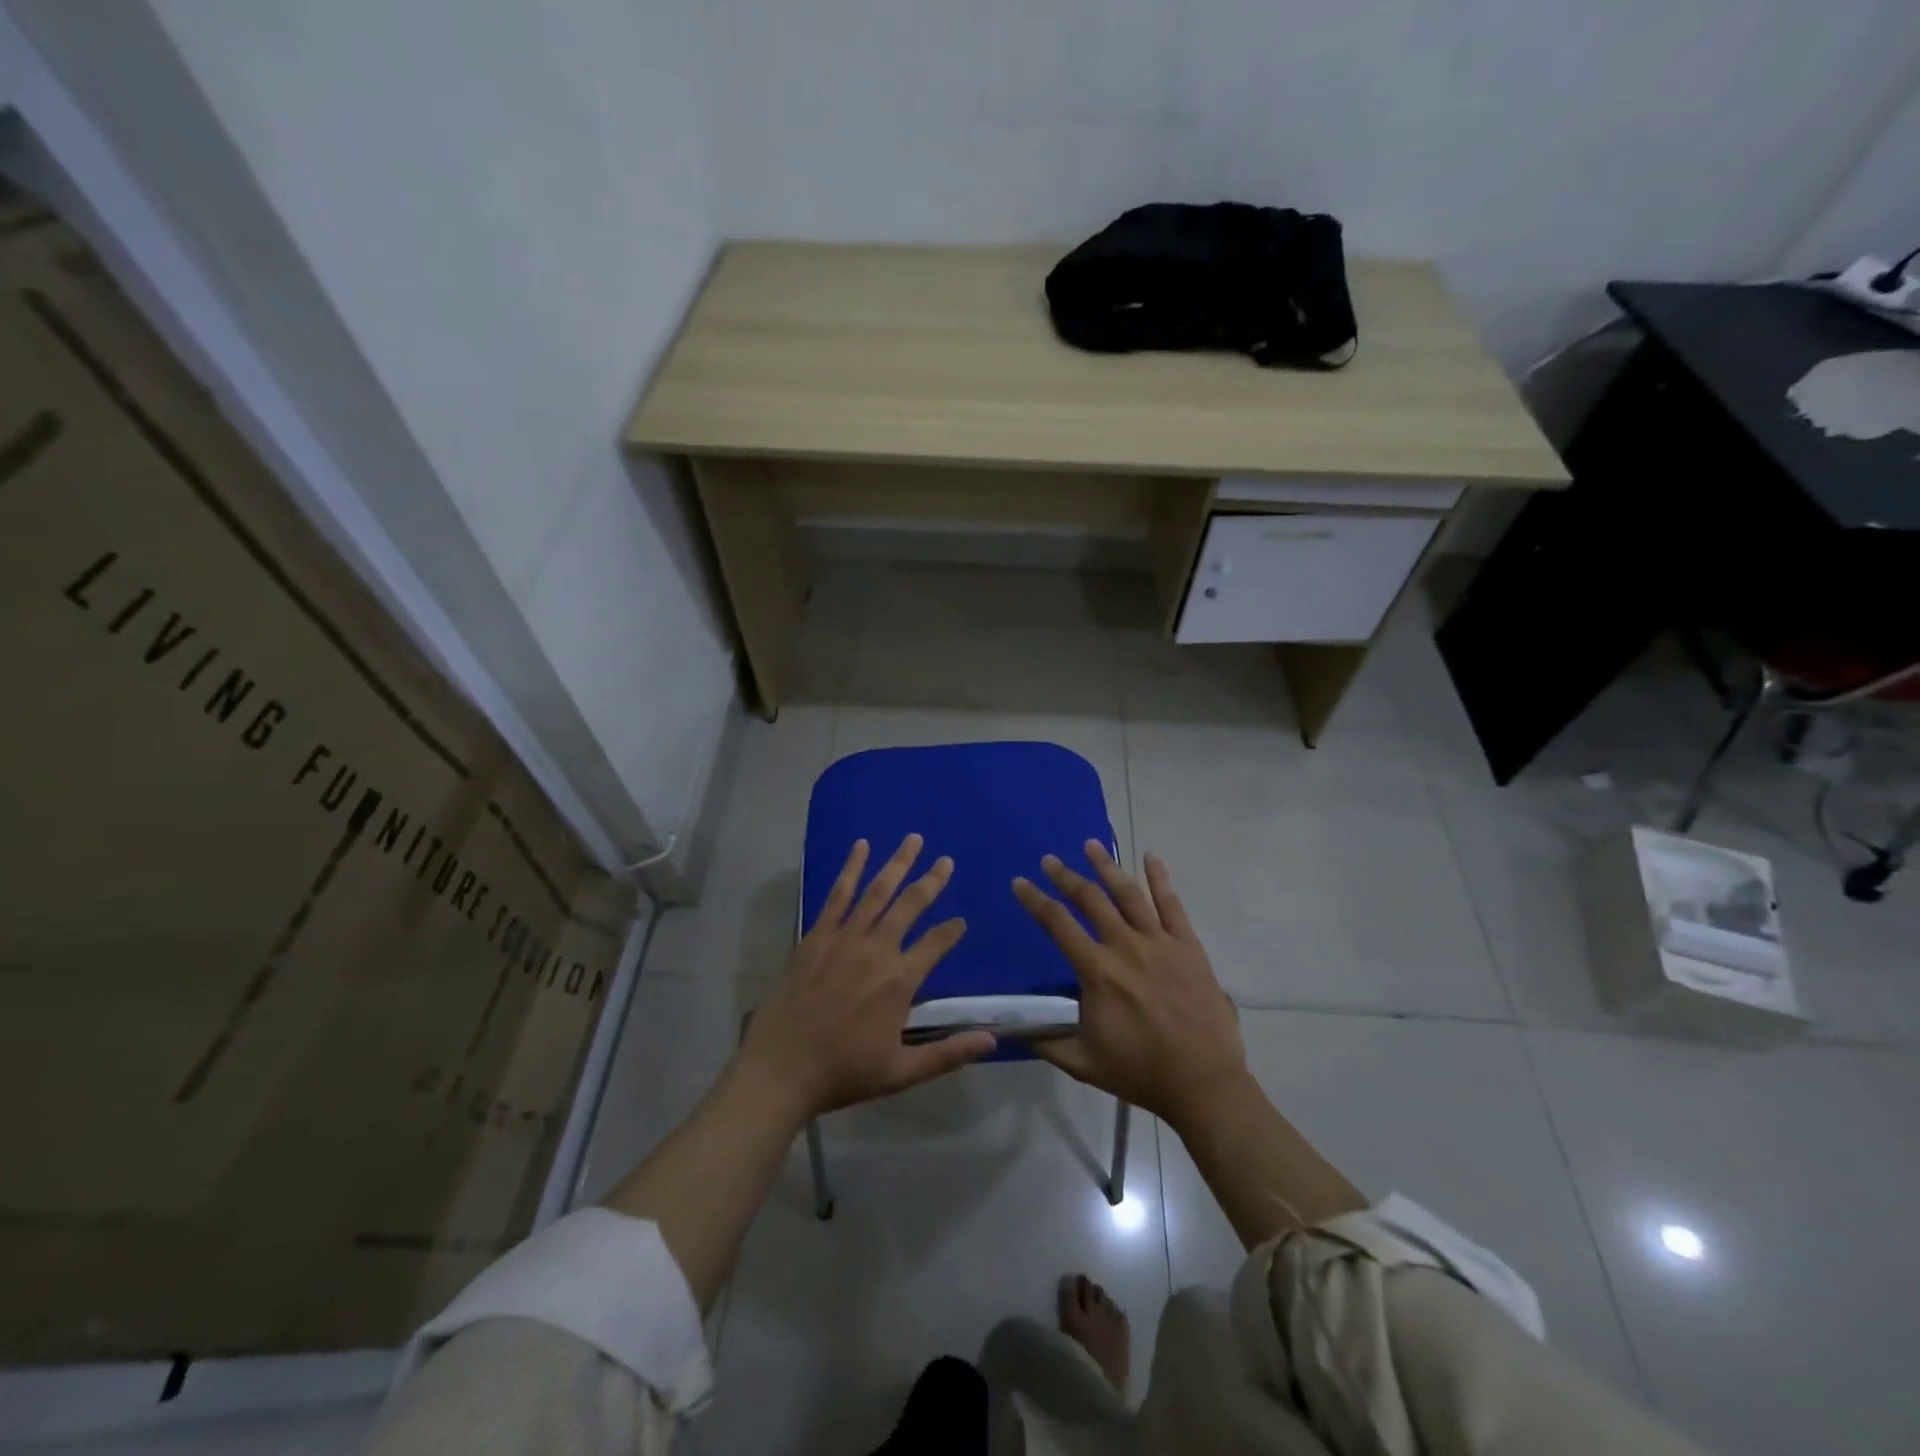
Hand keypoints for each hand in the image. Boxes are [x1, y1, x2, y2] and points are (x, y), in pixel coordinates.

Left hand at [738, 834, 994, 1122]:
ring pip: (878, 891)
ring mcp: (845, 938)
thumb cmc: (843, 1072)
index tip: (961, 923)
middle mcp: (877, 950)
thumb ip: (948, 1054)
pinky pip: (838, 895)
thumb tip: (992, 1042)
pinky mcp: (817, 935)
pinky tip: (861, 847)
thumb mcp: (901, 1072)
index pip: (936, 944)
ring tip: (913, 840)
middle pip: (910, 905)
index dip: (952, 931)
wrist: (782, 1069)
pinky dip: (851, 869)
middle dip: (931, 881)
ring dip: (898, 863)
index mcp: (900, 981)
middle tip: (946, 861)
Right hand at [1013, 844, 1245, 1129]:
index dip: (1035, 900)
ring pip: (1129, 894)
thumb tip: (1016, 1026)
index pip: (1058, 924)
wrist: (1203, 1082)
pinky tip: (1151, 856)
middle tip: (1049, 860)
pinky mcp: (1188, 947)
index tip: (1020, 883)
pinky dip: (1160, 878)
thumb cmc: (1141, 1072)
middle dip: (1065, 876)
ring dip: (1107, 867)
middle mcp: (1126, 947)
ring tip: (1090, 845)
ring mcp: (1160, 943)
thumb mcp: (1083, 1063)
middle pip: (1090, 900)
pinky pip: (1172, 905)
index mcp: (1098, 971)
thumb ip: (1047, 1041)